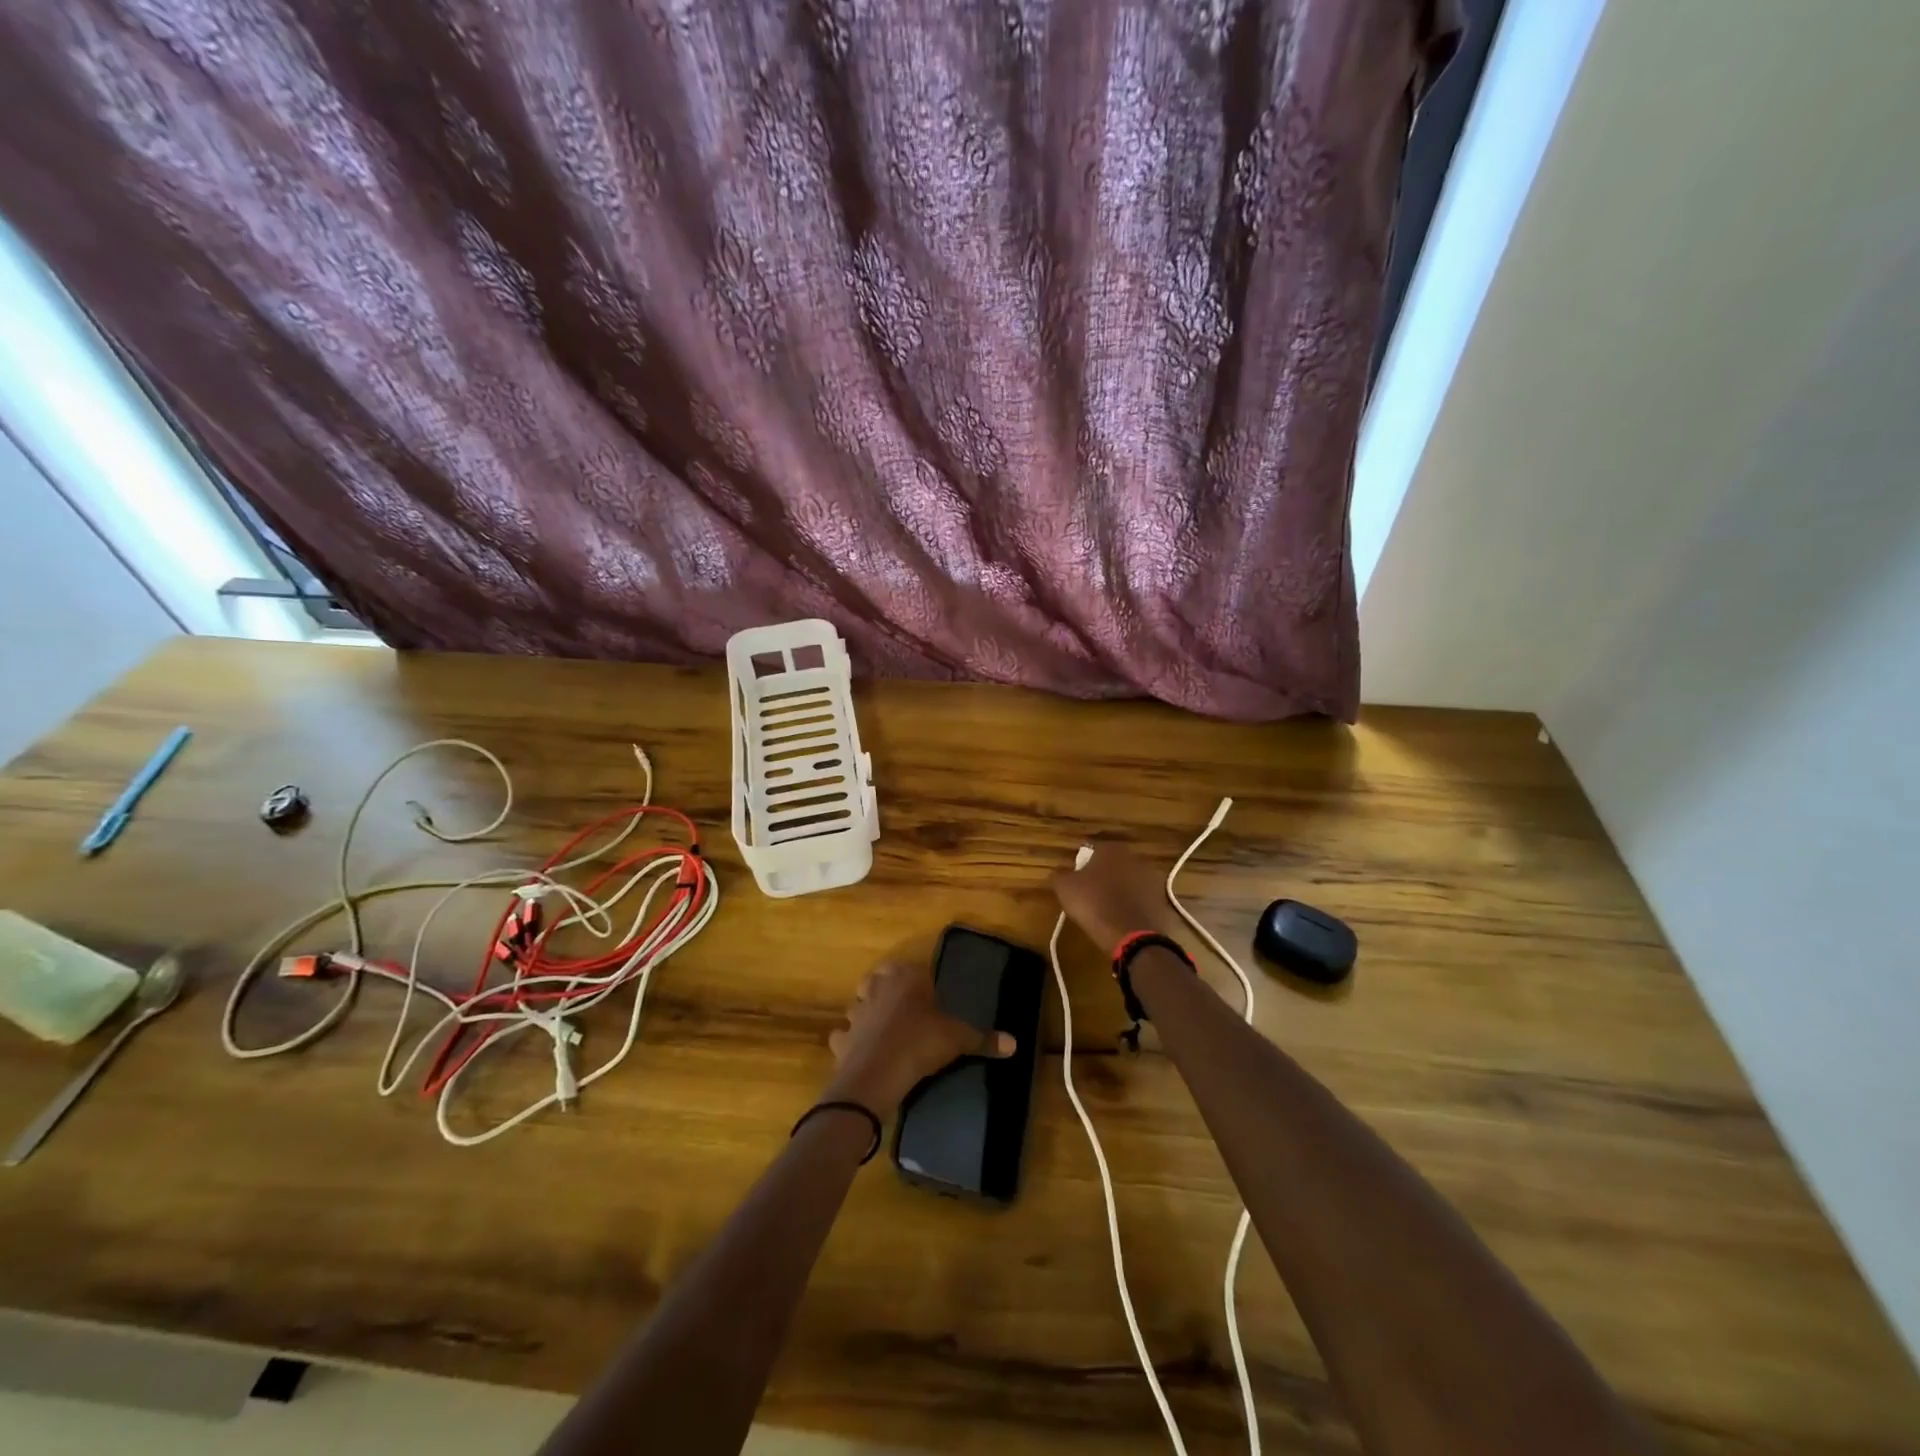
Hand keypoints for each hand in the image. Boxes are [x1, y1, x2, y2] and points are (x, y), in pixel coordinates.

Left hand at [825, 959, 1013, 1115]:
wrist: (878, 1074)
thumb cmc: (921, 1043)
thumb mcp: (957, 1039)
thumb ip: (983, 1039)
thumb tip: (1015, 1043)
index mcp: (905, 978)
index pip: (910, 968)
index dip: (917, 979)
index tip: (927, 995)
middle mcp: (877, 988)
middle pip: (878, 979)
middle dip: (886, 988)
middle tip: (904, 1008)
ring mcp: (856, 1012)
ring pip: (858, 1004)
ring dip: (866, 1012)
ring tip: (882, 1028)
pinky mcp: (842, 1038)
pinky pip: (843, 1035)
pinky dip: (849, 1041)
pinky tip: (861, 1051)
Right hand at [1051, 842, 1174, 953]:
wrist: (1131, 935)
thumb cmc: (1094, 904)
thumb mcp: (1065, 888)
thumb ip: (1060, 874)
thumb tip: (1059, 872)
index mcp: (1111, 849)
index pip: (1092, 850)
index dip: (1082, 864)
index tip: (1076, 879)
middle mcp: (1134, 857)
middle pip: (1113, 864)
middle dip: (1103, 875)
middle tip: (1090, 892)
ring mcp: (1152, 878)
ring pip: (1129, 880)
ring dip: (1120, 889)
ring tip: (1107, 908)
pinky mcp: (1161, 899)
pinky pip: (1141, 898)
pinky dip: (1133, 904)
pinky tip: (1122, 918)